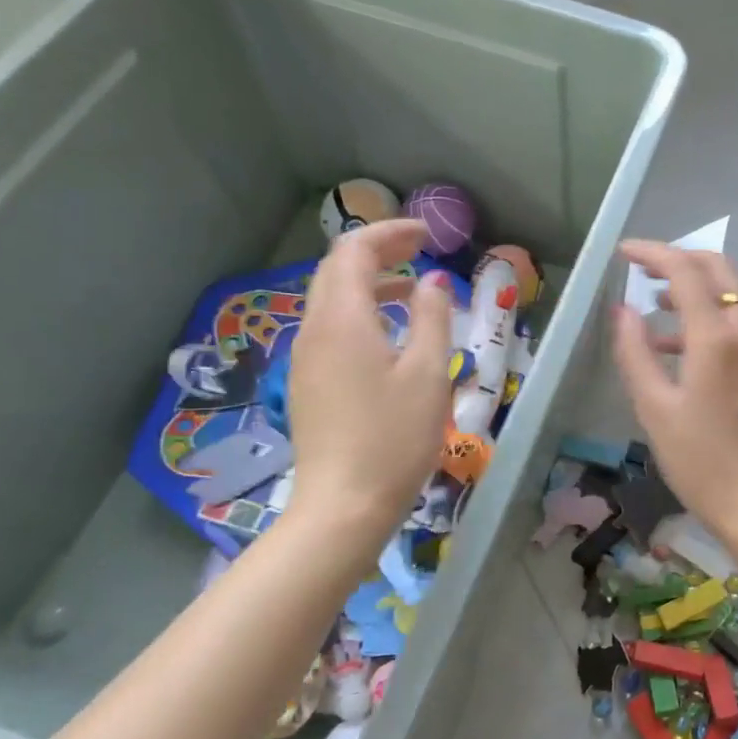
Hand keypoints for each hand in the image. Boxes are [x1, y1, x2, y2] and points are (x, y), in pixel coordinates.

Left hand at [286, 219, 452, 535]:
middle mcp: (314, 330)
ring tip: (412, 289)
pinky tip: (389, 335)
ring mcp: (305, 359)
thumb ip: (432, 317)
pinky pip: (330, 328)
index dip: (391, 233)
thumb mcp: (428, 373)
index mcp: (343, 320)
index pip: (354, 251)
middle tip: (420, 251)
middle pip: (336, 270)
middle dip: (377, 251)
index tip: (429, 235)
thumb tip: (432, 281)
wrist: (344, 505)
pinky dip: (360, 312)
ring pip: (331, 299)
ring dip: (369, 282)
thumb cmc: (394, 437)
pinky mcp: (308, 383)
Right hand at [610, 240, 737, 541]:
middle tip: (643, 268)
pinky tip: (678, 344)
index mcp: (717, 338)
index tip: (623, 252)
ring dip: (695, 287)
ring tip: (653, 303)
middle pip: (719, 270)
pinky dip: (709, 316)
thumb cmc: (700, 461)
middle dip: (680, 259)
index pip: (686, 271)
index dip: (653, 253)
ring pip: (732, 294)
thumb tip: (623, 310)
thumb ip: (635, 352)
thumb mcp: (654, 408)